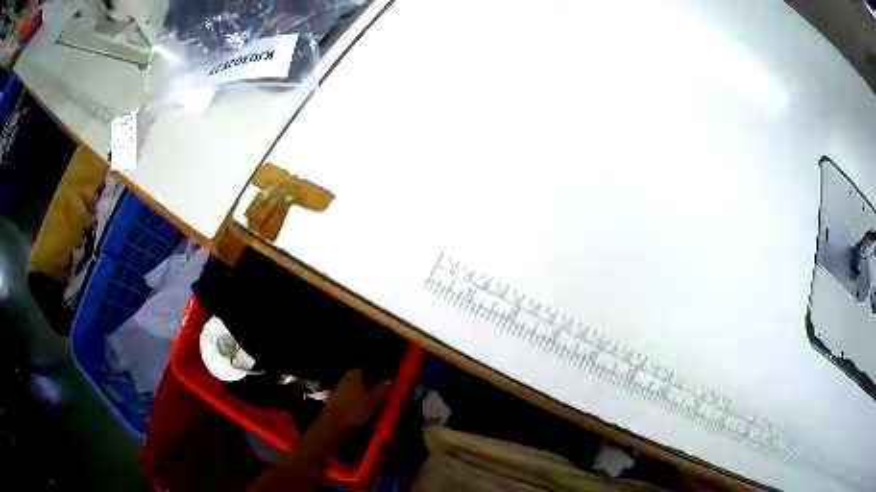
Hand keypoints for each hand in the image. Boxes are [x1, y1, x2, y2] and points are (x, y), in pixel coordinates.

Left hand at [323, 369, 390, 430]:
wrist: (333, 424)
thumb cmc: (356, 409)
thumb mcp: (374, 401)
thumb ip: (381, 390)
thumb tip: (388, 381)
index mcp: (353, 375)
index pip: (363, 369)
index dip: (372, 374)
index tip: (380, 381)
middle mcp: (343, 379)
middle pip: (356, 379)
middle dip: (366, 384)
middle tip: (377, 393)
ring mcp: (336, 390)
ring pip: (351, 389)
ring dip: (358, 394)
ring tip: (369, 402)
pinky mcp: (333, 401)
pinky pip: (346, 398)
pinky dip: (352, 402)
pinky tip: (358, 409)